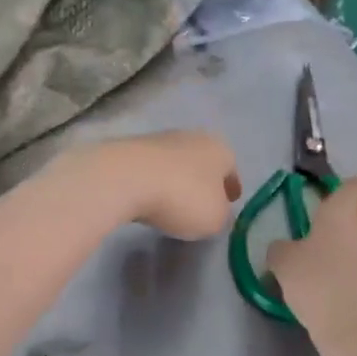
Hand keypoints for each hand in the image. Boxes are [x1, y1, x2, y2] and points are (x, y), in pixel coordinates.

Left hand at [71, 131, 240, 240]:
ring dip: (176, 179)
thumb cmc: (182, 197)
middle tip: (201, 202)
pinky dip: (153, 182)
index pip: (231, 168)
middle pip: (202, 161)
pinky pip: (150, 170)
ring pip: (175, 163)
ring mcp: (157, 139)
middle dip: (203, 180)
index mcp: (219, 148)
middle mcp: (191, 137)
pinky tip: (148, 198)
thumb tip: (217, 212)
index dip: (231, 186)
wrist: (124, 177)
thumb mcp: (214, 219)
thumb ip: (222, 216)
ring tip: (172, 203)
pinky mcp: (129, 149)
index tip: (230, 201)